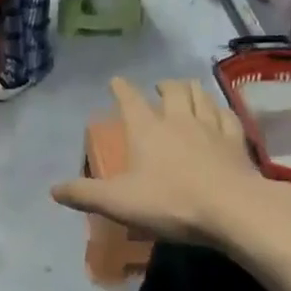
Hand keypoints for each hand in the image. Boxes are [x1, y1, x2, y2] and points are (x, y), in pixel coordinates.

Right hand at [51, 78, 285, 247]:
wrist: (232, 209)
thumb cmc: (171, 202)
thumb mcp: (119, 203)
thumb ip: (85, 194)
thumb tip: (53, 189)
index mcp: (147, 130)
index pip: (130, 100)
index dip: (121, 89)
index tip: (116, 81)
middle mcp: (178, 119)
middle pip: (172, 90)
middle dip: (163, 85)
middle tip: (159, 87)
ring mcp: (211, 127)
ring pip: (201, 96)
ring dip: (191, 89)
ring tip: (187, 91)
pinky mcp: (237, 141)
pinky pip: (227, 115)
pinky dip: (219, 109)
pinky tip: (220, 113)